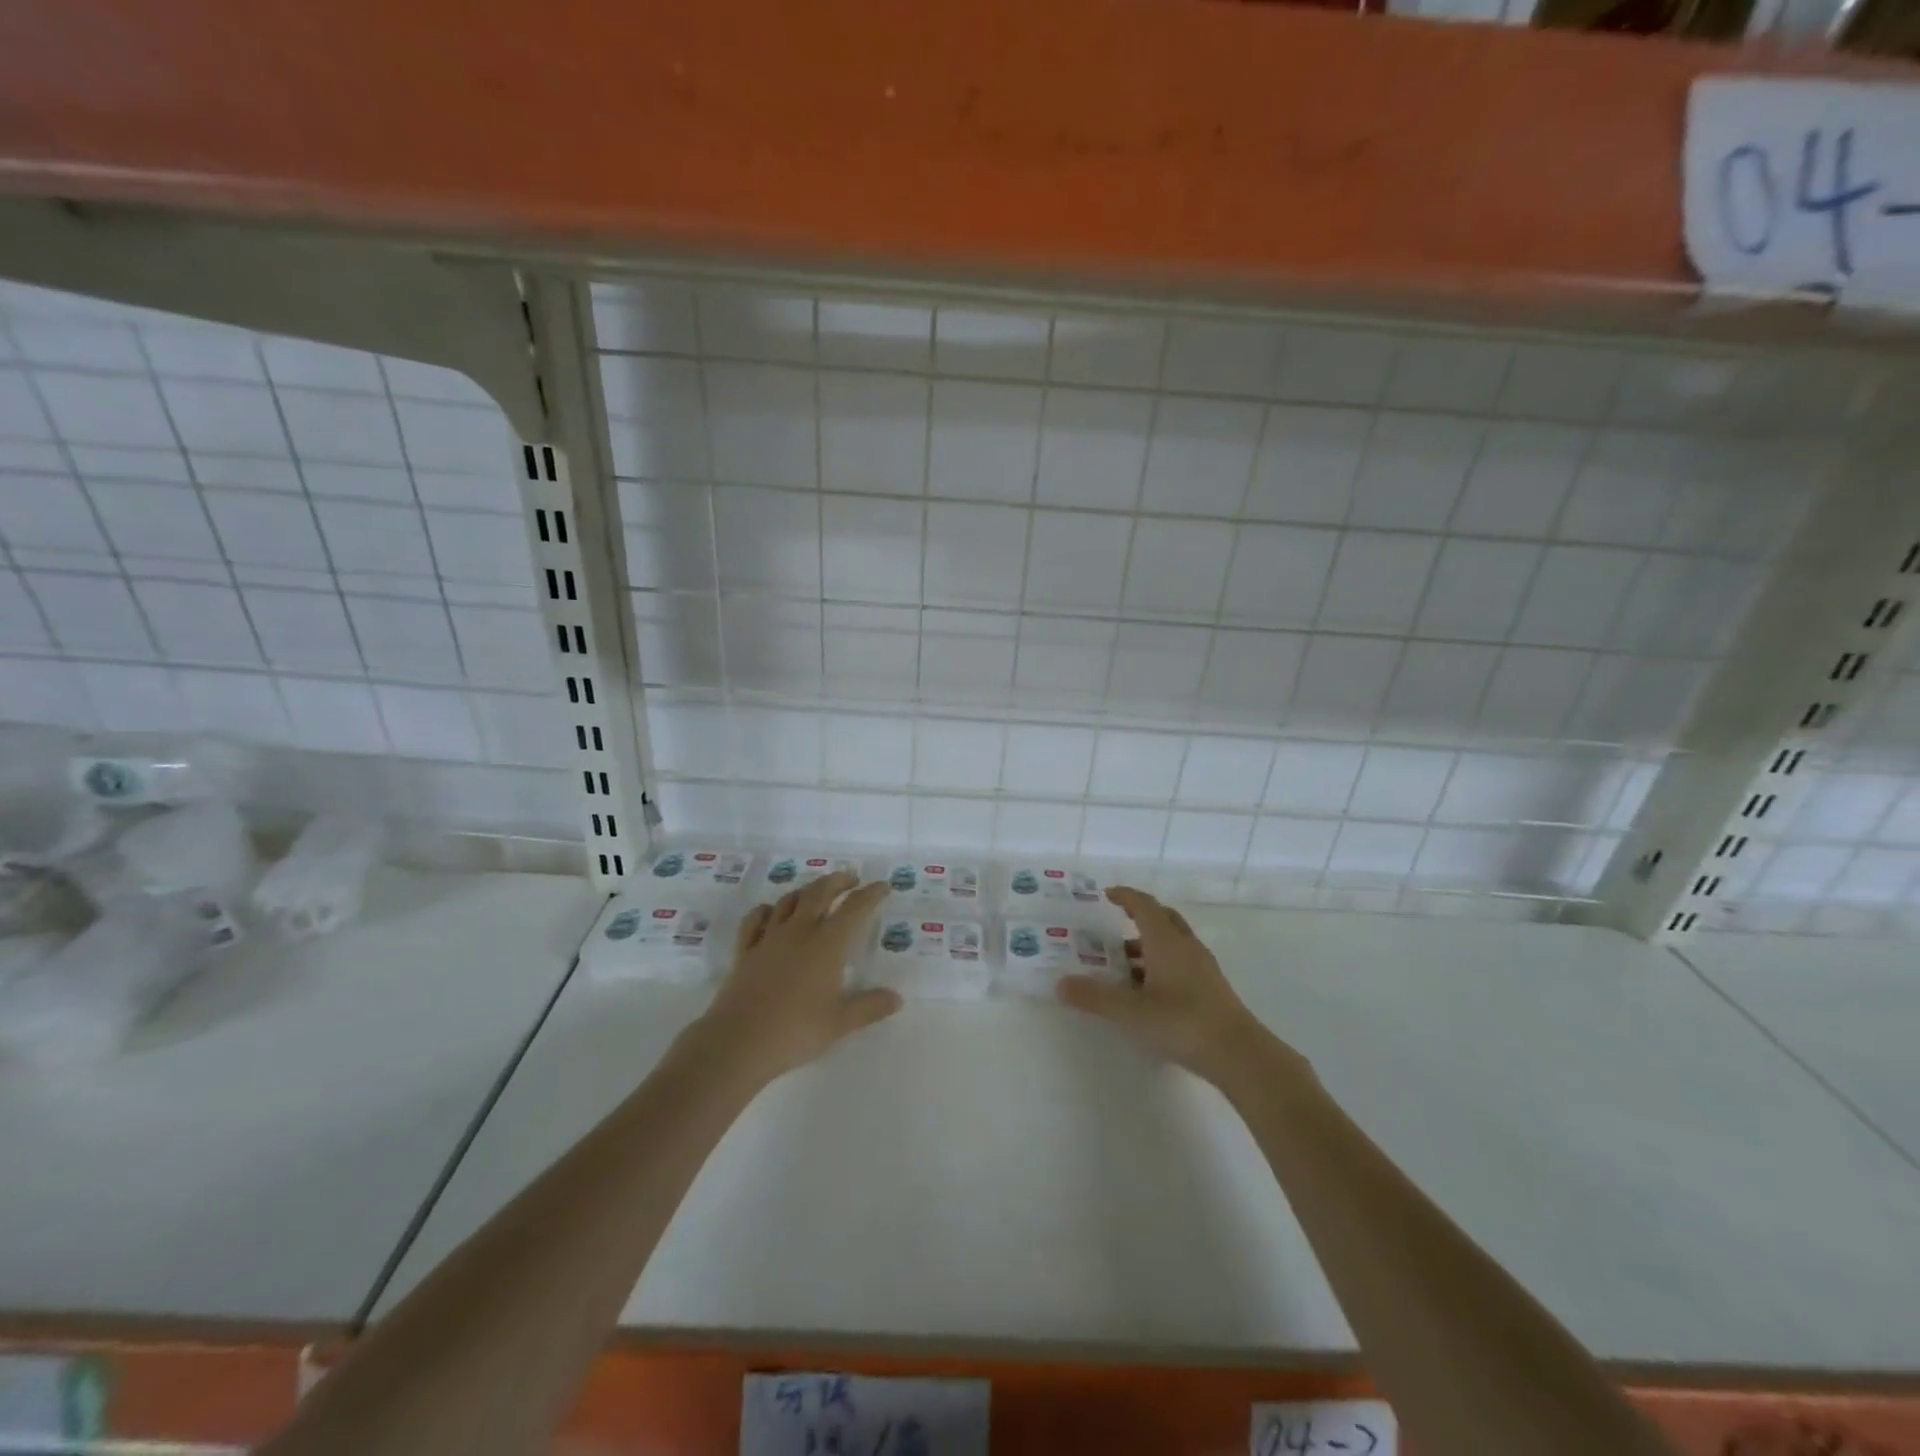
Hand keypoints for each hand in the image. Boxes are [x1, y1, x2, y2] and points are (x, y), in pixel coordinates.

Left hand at [694, 872, 899, 1083]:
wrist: (738, 1041)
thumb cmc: (796, 1031)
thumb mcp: (840, 1023)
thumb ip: (870, 1007)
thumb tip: (897, 998)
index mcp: (828, 944)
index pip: (855, 908)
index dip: (871, 894)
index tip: (882, 886)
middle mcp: (800, 932)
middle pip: (820, 892)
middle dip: (838, 881)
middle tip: (851, 880)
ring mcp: (769, 938)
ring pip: (789, 900)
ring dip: (806, 890)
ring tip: (816, 893)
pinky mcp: (745, 950)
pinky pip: (756, 919)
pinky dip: (767, 909)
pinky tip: (771, 912)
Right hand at [1055, 886, 1305, 1091]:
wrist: (1240, 1055)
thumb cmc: (1183, 1023)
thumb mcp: (1132, 1012)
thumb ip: (1096, 997)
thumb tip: (1060, 984)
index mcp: (1167, 941)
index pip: (1144, 905)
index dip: (1125, 896)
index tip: (1106, 894)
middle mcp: (1186, 947)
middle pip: (1162, 918)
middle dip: (1138, 916)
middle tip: (1114, 923)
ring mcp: (1202, 968)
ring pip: (1172, 943)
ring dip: (1147, 945)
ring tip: (1121, 963)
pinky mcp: (1210, 989)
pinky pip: (1180, 964)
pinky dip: (1160, 965)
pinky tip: (1147, 991)